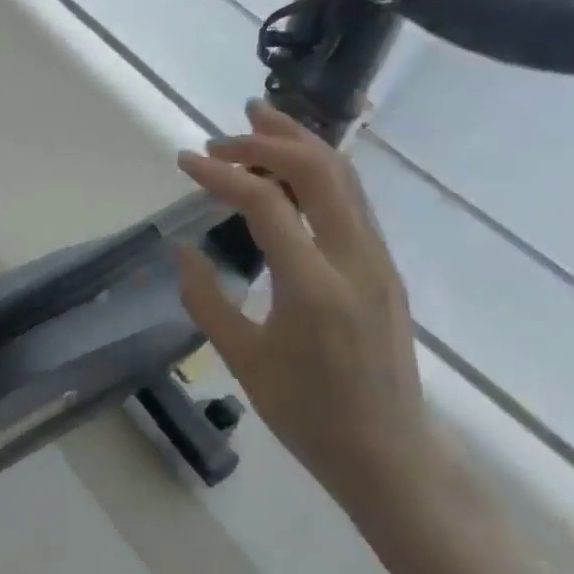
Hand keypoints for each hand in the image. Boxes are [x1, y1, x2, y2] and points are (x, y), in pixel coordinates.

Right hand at [176, 104, 429, 515]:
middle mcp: (355, 260)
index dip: (221, 173)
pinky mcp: (383, 267)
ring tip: (260, 119)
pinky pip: (351, 200)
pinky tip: (290, 170)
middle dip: (268, 139)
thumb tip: (184, 249)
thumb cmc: (307, 414)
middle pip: (320, 170)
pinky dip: (317, 170)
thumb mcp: (242, 358)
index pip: (266, 202)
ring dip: (299, 143)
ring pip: (344, 177)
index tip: (185, 161)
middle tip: (225, 133)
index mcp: (314, 286)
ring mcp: (377, 261)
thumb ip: (206, 298)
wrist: (390, 455)